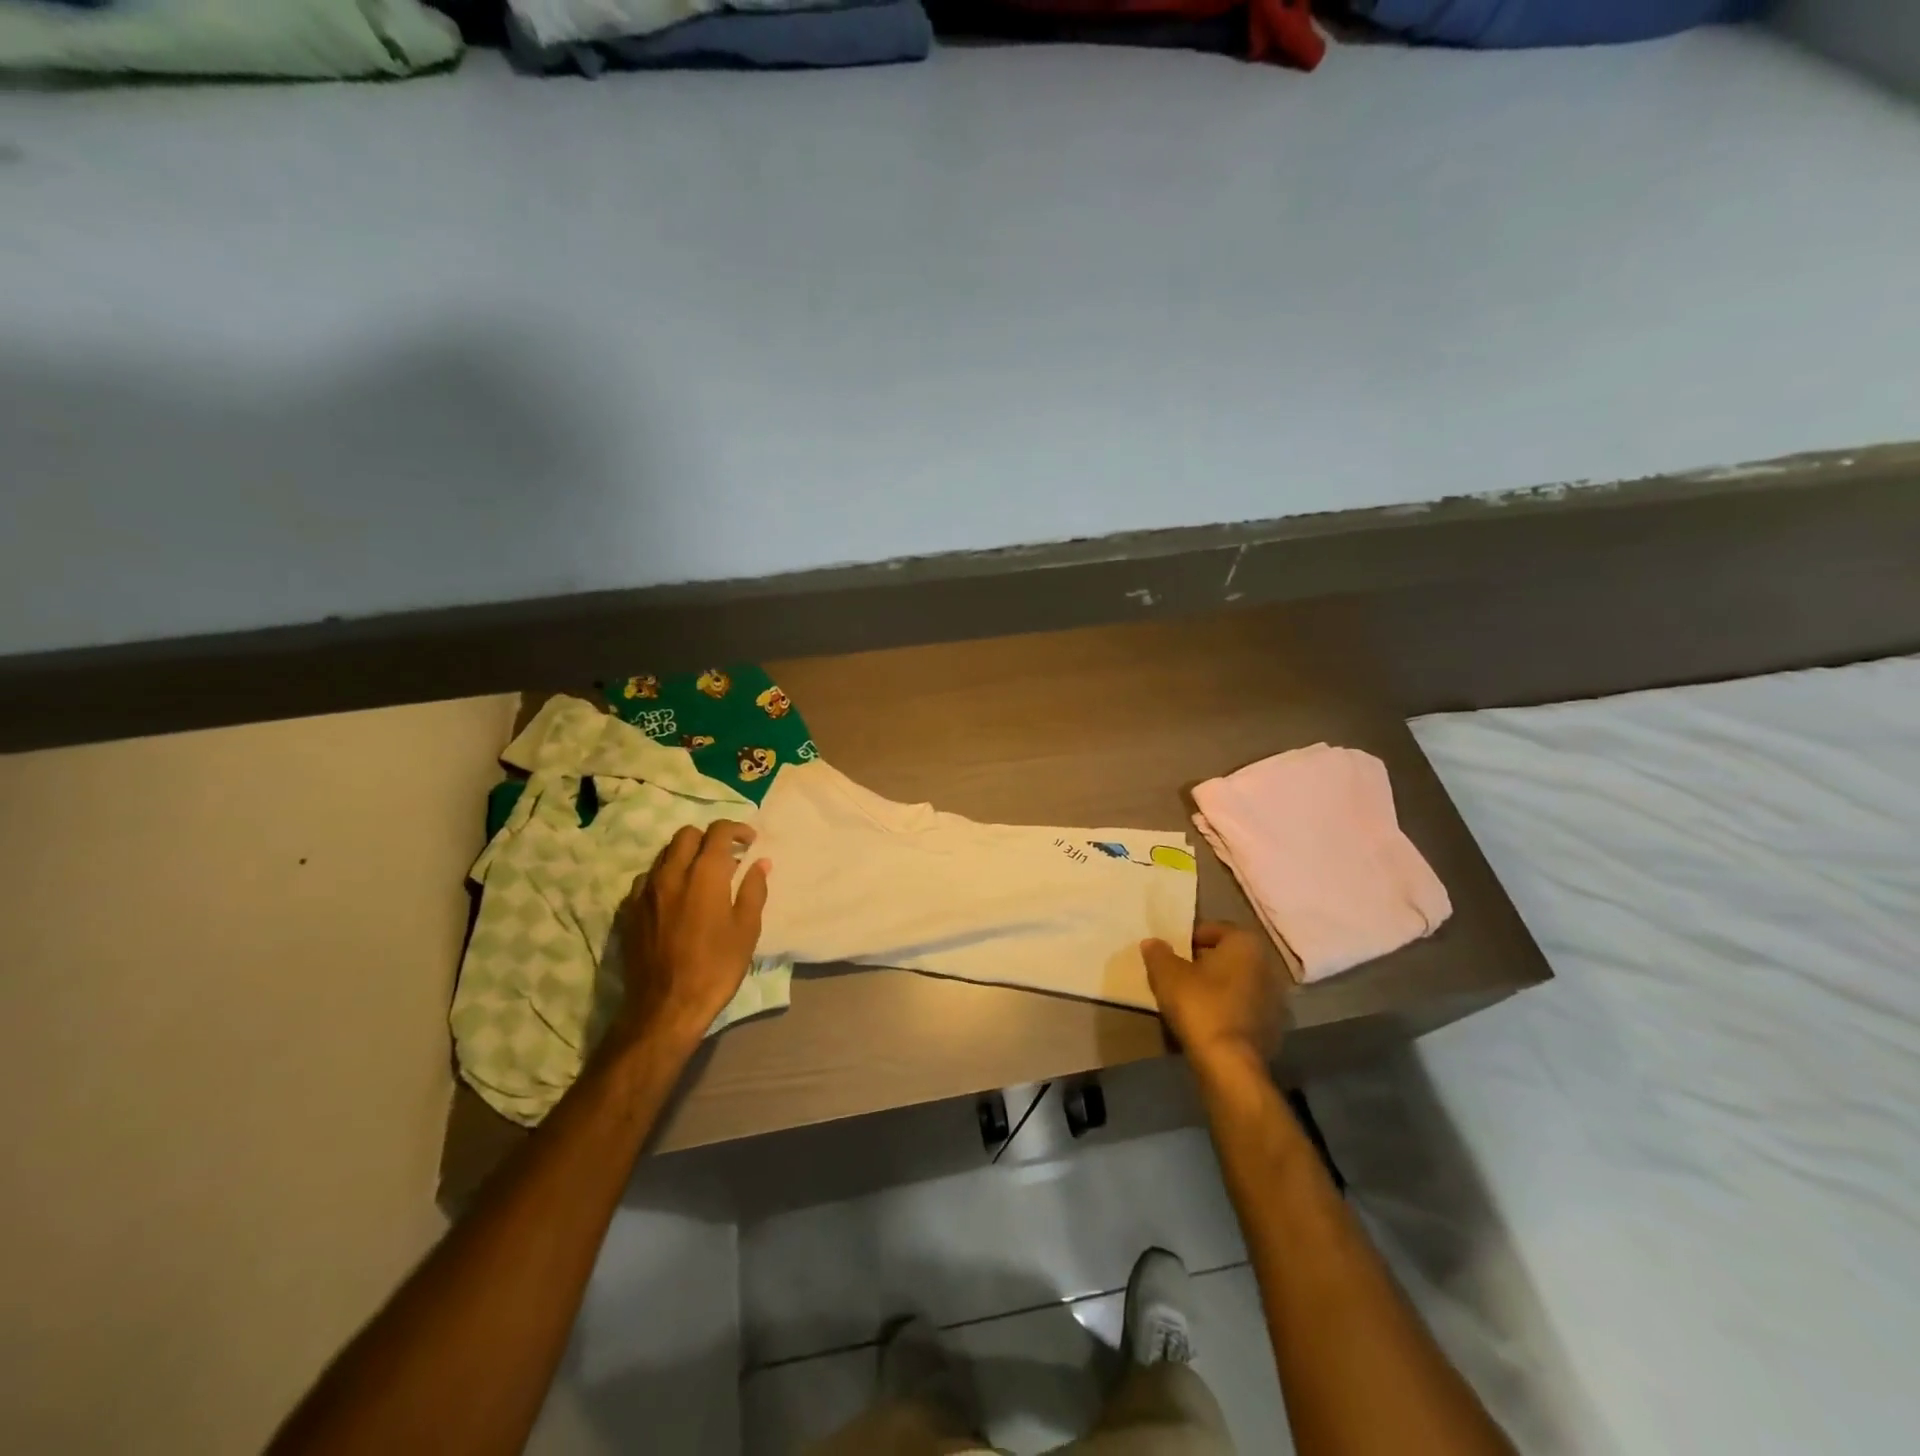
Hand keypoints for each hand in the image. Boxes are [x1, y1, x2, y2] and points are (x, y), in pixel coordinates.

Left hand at [611, 820, 768, 1056]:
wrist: (666, 1007)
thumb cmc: (715, 967)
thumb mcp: (747, 930)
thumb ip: (753, 890)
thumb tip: (760, 863)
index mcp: (704, 874)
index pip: (718, 832)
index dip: (737, 830)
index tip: (749, 842)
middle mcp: (671, 873)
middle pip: (686, 835)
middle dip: (708, 838)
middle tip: (725, 857)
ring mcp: (645, 891)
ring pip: (664, 854)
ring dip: (684, 856)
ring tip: (700, 877)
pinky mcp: (628, 911)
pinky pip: (646, 879)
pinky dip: (664, 878)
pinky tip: (674, 898)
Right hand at [1141, 921, 1288, 1070]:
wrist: (1229, 1062)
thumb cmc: (1199, 1005)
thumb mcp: (1167, 974)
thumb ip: (1158, 953)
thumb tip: (1152, 943)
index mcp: (1245, 943)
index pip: (1214, 929)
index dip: (1189, 939)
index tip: (1172, 954)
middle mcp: (1266, 965)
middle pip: (1228, 957)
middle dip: (1205, 963)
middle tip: (1178, 975)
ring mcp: (1275, 999)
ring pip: (1237, 983)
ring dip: (1217, 988)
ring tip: (1190, 1000)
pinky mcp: (1274, 1028)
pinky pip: (1244, 1008)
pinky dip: (1228, 1010)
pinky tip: (1207, 1022)